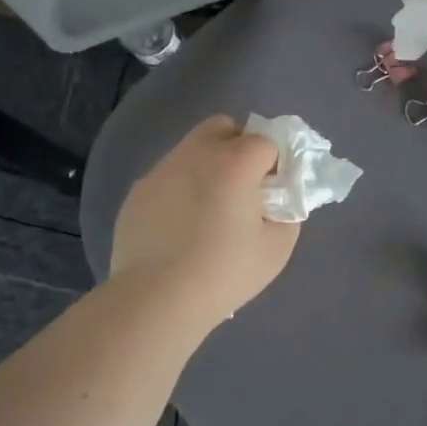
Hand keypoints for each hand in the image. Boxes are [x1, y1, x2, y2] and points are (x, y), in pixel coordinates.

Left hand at [111, 116, 300, 326]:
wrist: (157, 298)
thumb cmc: (225, 272)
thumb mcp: (278, 247)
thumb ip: (287, 212)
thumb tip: (277, 200)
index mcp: (234, 162)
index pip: (266, 141)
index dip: (274, 164)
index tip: (272, 194)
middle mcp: (196, 153)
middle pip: (223, 127)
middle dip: (239, 146)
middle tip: (243, 188)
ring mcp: (162, 170)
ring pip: (192, 149)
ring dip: (208, 167)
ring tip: (208, 212)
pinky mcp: (138, 191)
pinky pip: (168, 177)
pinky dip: (181, 190)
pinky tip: (180, 228)